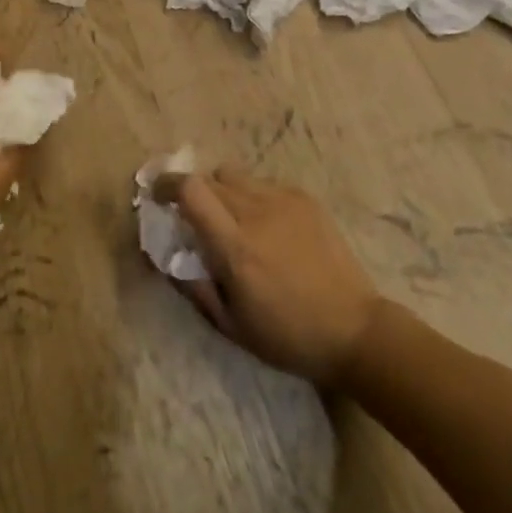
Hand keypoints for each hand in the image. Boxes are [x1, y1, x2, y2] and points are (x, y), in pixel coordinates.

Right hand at [155, 167, 380, 386]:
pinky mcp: (305, 198)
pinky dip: (252, 197)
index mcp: (235, 246)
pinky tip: (266, 227)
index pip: (191, 190)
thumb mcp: (230, 324)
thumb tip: (165, 254)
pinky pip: (263, 184)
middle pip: (209, 178)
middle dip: (192, 192)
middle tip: (193, 216)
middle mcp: (257, 212)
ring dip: (222, 192)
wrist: (354, 330)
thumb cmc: (287, 336)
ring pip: (235, 176)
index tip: (157, 196)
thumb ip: (193, 284)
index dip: (167, 185)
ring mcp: (284, 200)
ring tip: (231, 220)